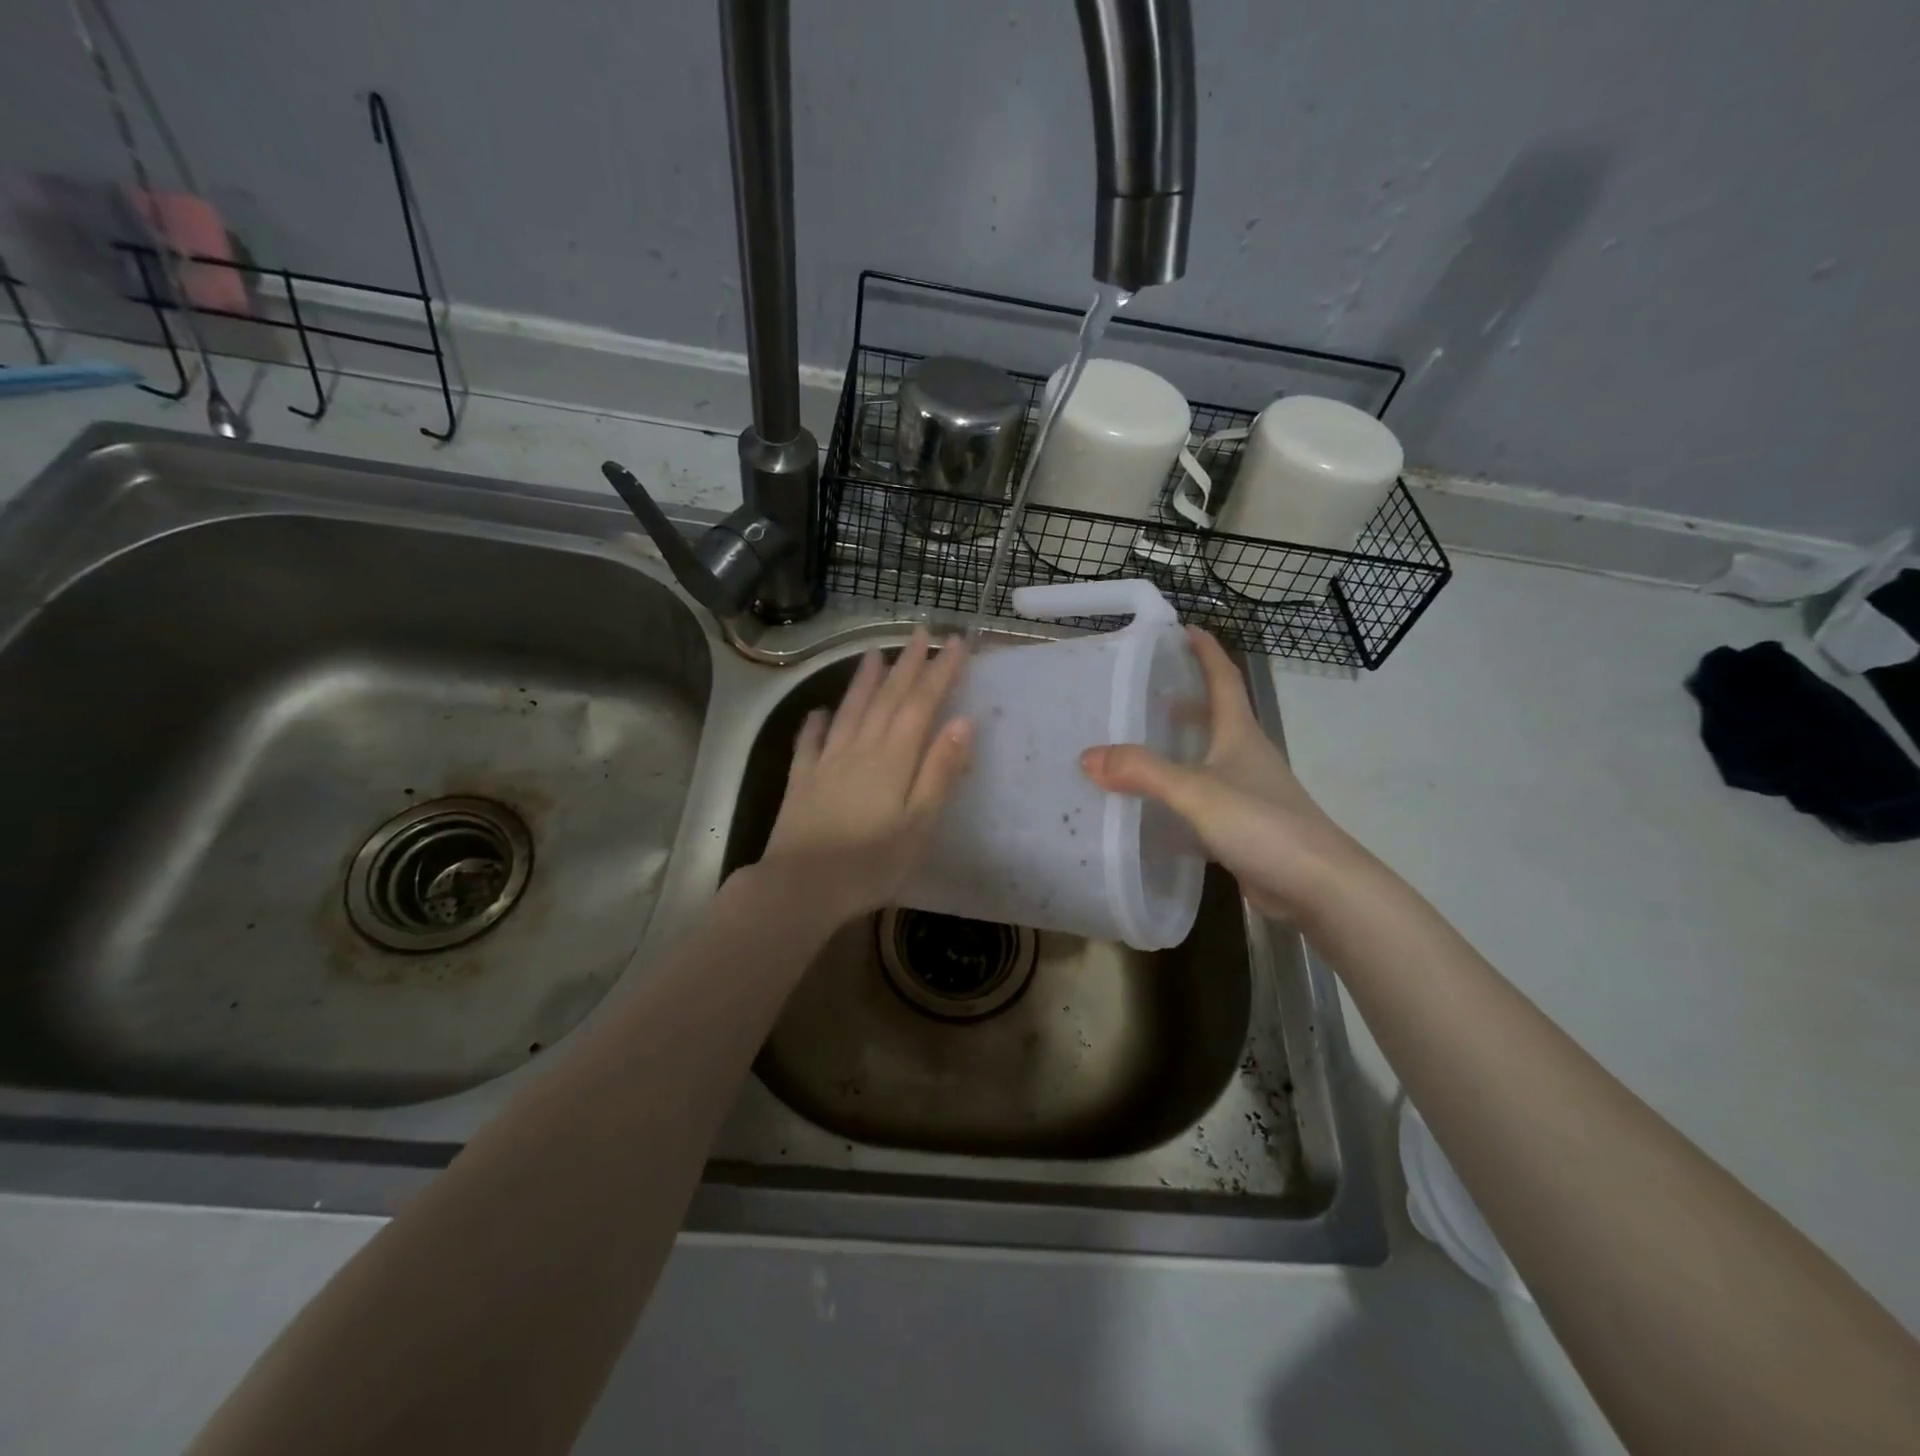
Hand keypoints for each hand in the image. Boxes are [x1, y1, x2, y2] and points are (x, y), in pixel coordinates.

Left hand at [756, 628, 972, 925]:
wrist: (801, 887)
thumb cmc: (871, 862)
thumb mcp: (919, 823)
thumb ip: (940, 771)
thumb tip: (964, 722)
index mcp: (894, 758)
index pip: (921, 704)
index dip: (939, 671)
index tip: (955, 642)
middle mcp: (860, 748)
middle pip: (887, 698)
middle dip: (907, 664)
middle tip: (920, 632)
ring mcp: (826, 762)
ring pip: (850, 710)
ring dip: (864, 681)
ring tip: (874, 654)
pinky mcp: (802, 780)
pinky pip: (810, 742)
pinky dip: (816, 723)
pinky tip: (819, 712)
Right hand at [1080, 628, 1371, 920]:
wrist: (1318, 886)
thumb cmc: (1263, 824)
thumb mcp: (1196, 792)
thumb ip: (1142, 772)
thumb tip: (1087, 756)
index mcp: (1240, 734)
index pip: (1224, 679)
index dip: (1206, 651)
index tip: (1184, 629)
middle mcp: (1246, 756)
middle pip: (1216, 716)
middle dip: (1186, 698)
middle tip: (1144, 691)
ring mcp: (1248, 793)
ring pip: (1208, 758)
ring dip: (1179, 746)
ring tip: (1139, 743)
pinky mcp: (1244, 827)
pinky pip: (1203, 799)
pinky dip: (1178, 793)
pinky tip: (1153, 806)